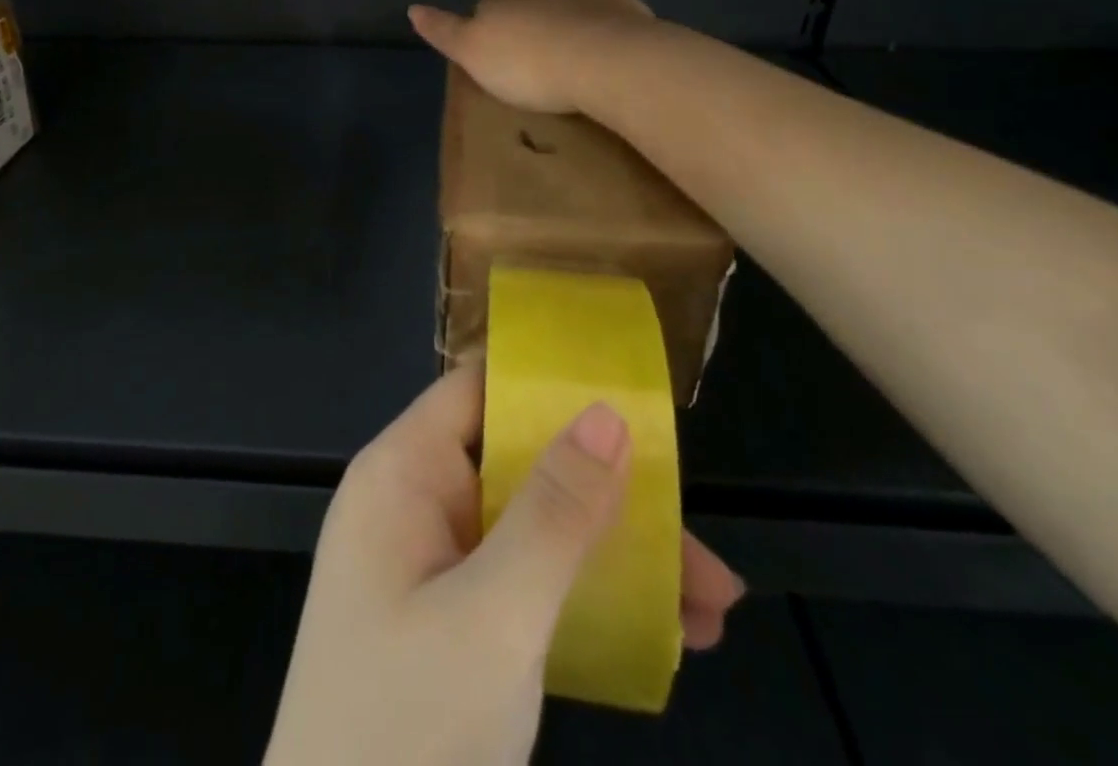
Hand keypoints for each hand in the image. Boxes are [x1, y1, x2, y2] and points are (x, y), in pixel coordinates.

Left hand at [265, 366, 744, 765]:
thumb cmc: (405, 734)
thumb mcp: (494, 618)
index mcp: (403, 474)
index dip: (547, 386)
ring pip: (533, 532)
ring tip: (714, 606)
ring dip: (615, 560)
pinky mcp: (453, 631)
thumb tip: (606, 412)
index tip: (632, 399)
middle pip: (518, 465)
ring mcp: (434, 571)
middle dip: (608, 495)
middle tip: (698, 540)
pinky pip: (527, 589)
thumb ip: (554, 513)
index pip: (478, 392)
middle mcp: (415, 507)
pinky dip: (588, 605)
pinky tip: (665, 642)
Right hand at [408, 0, 657, 114]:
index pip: (486, 5)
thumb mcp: (471, 53)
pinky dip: (598, 31)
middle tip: (530, 63)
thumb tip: (413, 8)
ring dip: (563, 26)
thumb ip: (443, 30)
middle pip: (527, 2)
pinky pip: (603, 17)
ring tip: (567, 61)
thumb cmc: (528, 63)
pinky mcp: (622, 7)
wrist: (605, 58)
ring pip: (566, 6)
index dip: (488, 29)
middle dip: (526, 24)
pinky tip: (601, 57)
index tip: (495, 58)